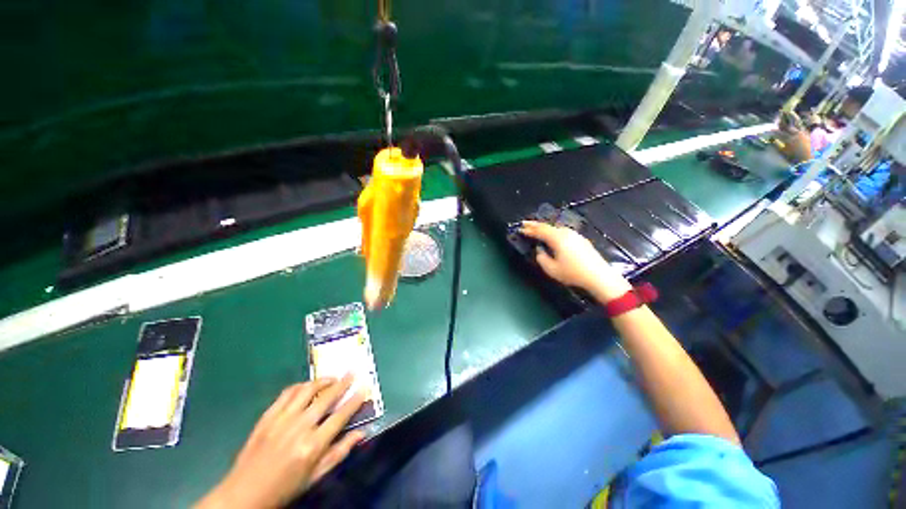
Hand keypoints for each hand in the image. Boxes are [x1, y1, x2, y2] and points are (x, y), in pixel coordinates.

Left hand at [197, 375, 365, 508]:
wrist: (245, 493)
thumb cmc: (285, 488)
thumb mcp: (315, 476)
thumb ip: (340, 452)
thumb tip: (362, 433)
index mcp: (313, 445)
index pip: (340, 415)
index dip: (355, 400)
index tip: (365, 388)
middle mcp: (299, 427)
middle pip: (326, 398)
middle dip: (343, 383)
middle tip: (353, 373)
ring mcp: (282, 419)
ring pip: (307, 390)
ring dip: (323, 380)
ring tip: (332, 377)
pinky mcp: (267, 416)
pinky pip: (287, 393)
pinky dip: (301, 385)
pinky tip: (307, 386)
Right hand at [520, 220, 631, 302]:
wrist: (599, 276)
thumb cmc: (573, 273)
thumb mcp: (551, 269)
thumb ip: (541, 258)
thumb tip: (540, 250)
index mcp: (557, 238)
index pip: (539, 231)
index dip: (529, 230)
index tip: (520, 229)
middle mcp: (565, 233)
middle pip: (547, 226)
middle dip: (535, 224)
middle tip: (524, 223)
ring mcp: (574, 235)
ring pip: (555, 227)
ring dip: (544, 227)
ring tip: (535, 227)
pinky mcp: (580, 239)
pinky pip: (561, 231)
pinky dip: (552, 231)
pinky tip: (551, 234)